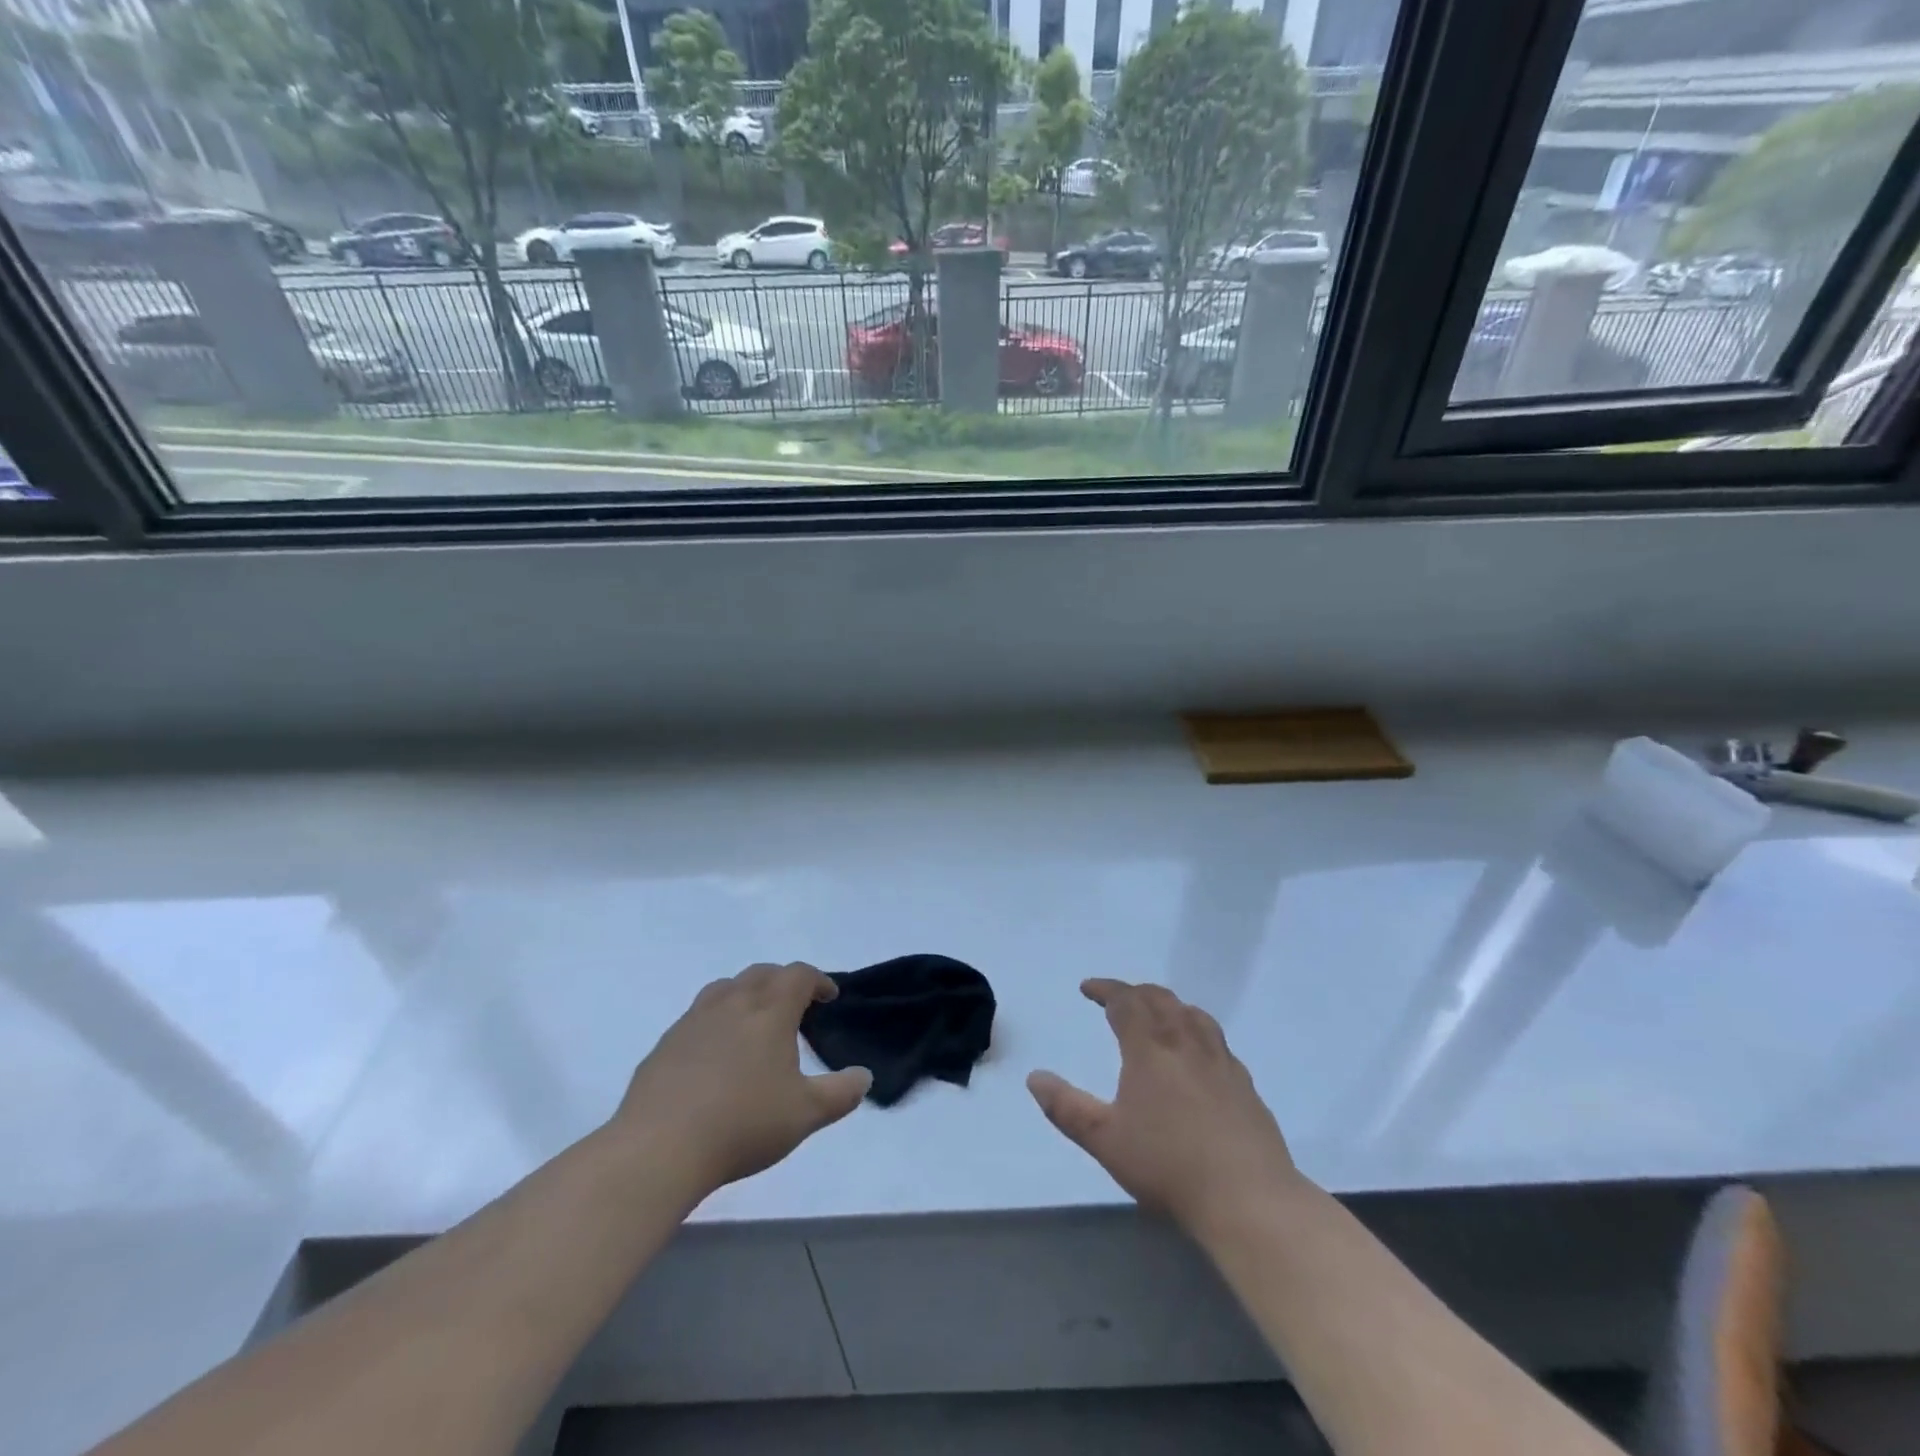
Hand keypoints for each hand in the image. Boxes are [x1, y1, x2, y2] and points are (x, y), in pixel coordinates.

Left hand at [613, 962, 870, 1198]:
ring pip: (725, 988)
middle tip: (795, 1006)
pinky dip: (716, 1020)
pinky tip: (714, 1054)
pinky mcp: (665, 1044)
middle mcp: (732, 1004)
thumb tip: (864, 1076)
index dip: (818, 980)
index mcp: (769, 1012)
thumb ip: (841, 1093)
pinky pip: (697, 1016)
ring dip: (747, 993)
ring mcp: (693, 1020)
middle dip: (783, 981)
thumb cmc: (743, 1124)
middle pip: (762, 973)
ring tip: (754, 1020)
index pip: (798, 975)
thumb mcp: (805, 1114)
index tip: (829, 997)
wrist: (659, 1148)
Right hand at [1029, 979, 1300, 1235]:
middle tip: (1118, 999)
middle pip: (1161, 999)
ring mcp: (1221, 1061)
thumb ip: (1066, 1107)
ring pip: (1193, 1014)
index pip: (1126, 1001)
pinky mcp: (1245, 1084)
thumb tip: (1034, 1077)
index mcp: (1150, 1049)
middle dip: (1135, 992)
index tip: (1088, 988)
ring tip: (1158, 1015)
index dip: (1105, 989)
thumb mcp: (1104, 1140)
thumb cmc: (1168, 1165)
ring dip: (1169, 1005)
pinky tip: (1198, 1055)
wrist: (1248, 1197)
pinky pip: (1217, 1040)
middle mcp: (1186, 1043)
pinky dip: (1197, 1031)